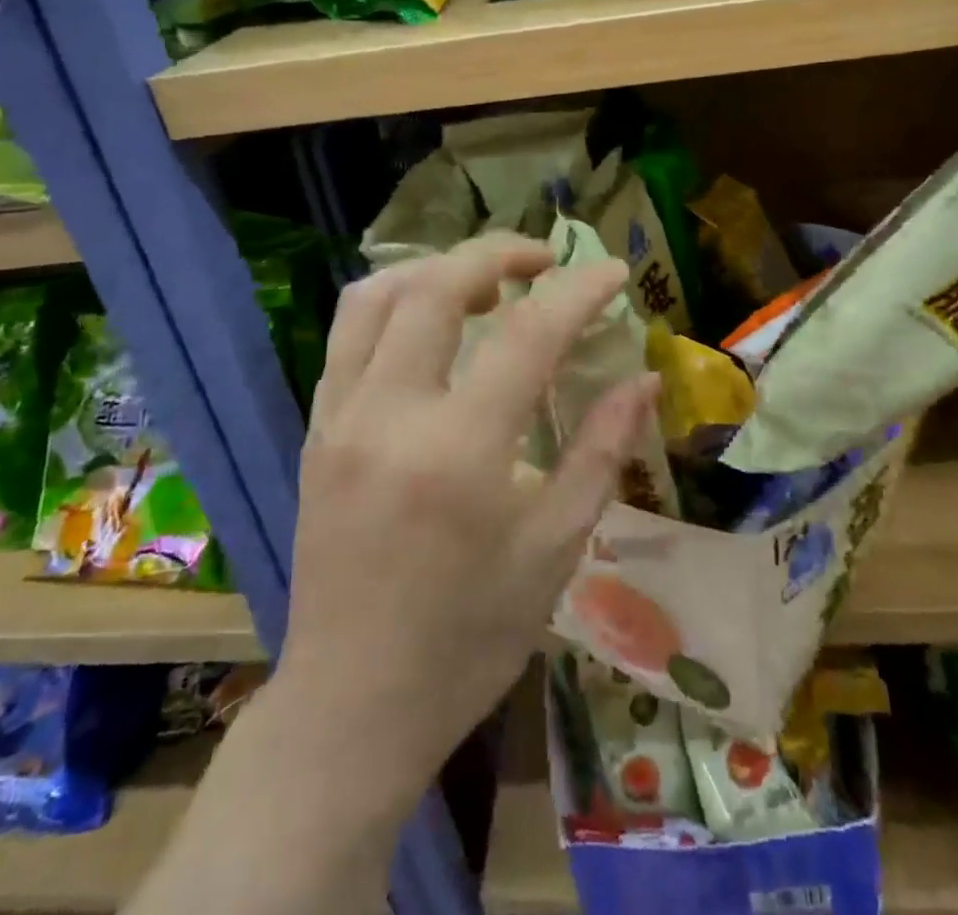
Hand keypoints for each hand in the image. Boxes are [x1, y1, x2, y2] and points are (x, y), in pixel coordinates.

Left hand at [277, 234, 658, 793]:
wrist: (351, 704)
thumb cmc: (469, 637)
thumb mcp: (554, 549)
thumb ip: (600, 452)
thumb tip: (642, 380)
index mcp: (458, 452)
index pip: (526, 334)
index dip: (577, 290)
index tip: (612, 272)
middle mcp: (389, 415)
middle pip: (437, 286)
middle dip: (499, 253)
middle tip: (545, 260)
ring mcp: (339, 417)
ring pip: (377, 296)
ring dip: (437, 268)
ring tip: (485, 281)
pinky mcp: (315, 429)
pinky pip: (348, 335)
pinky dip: (395, 303)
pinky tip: (430, 322)